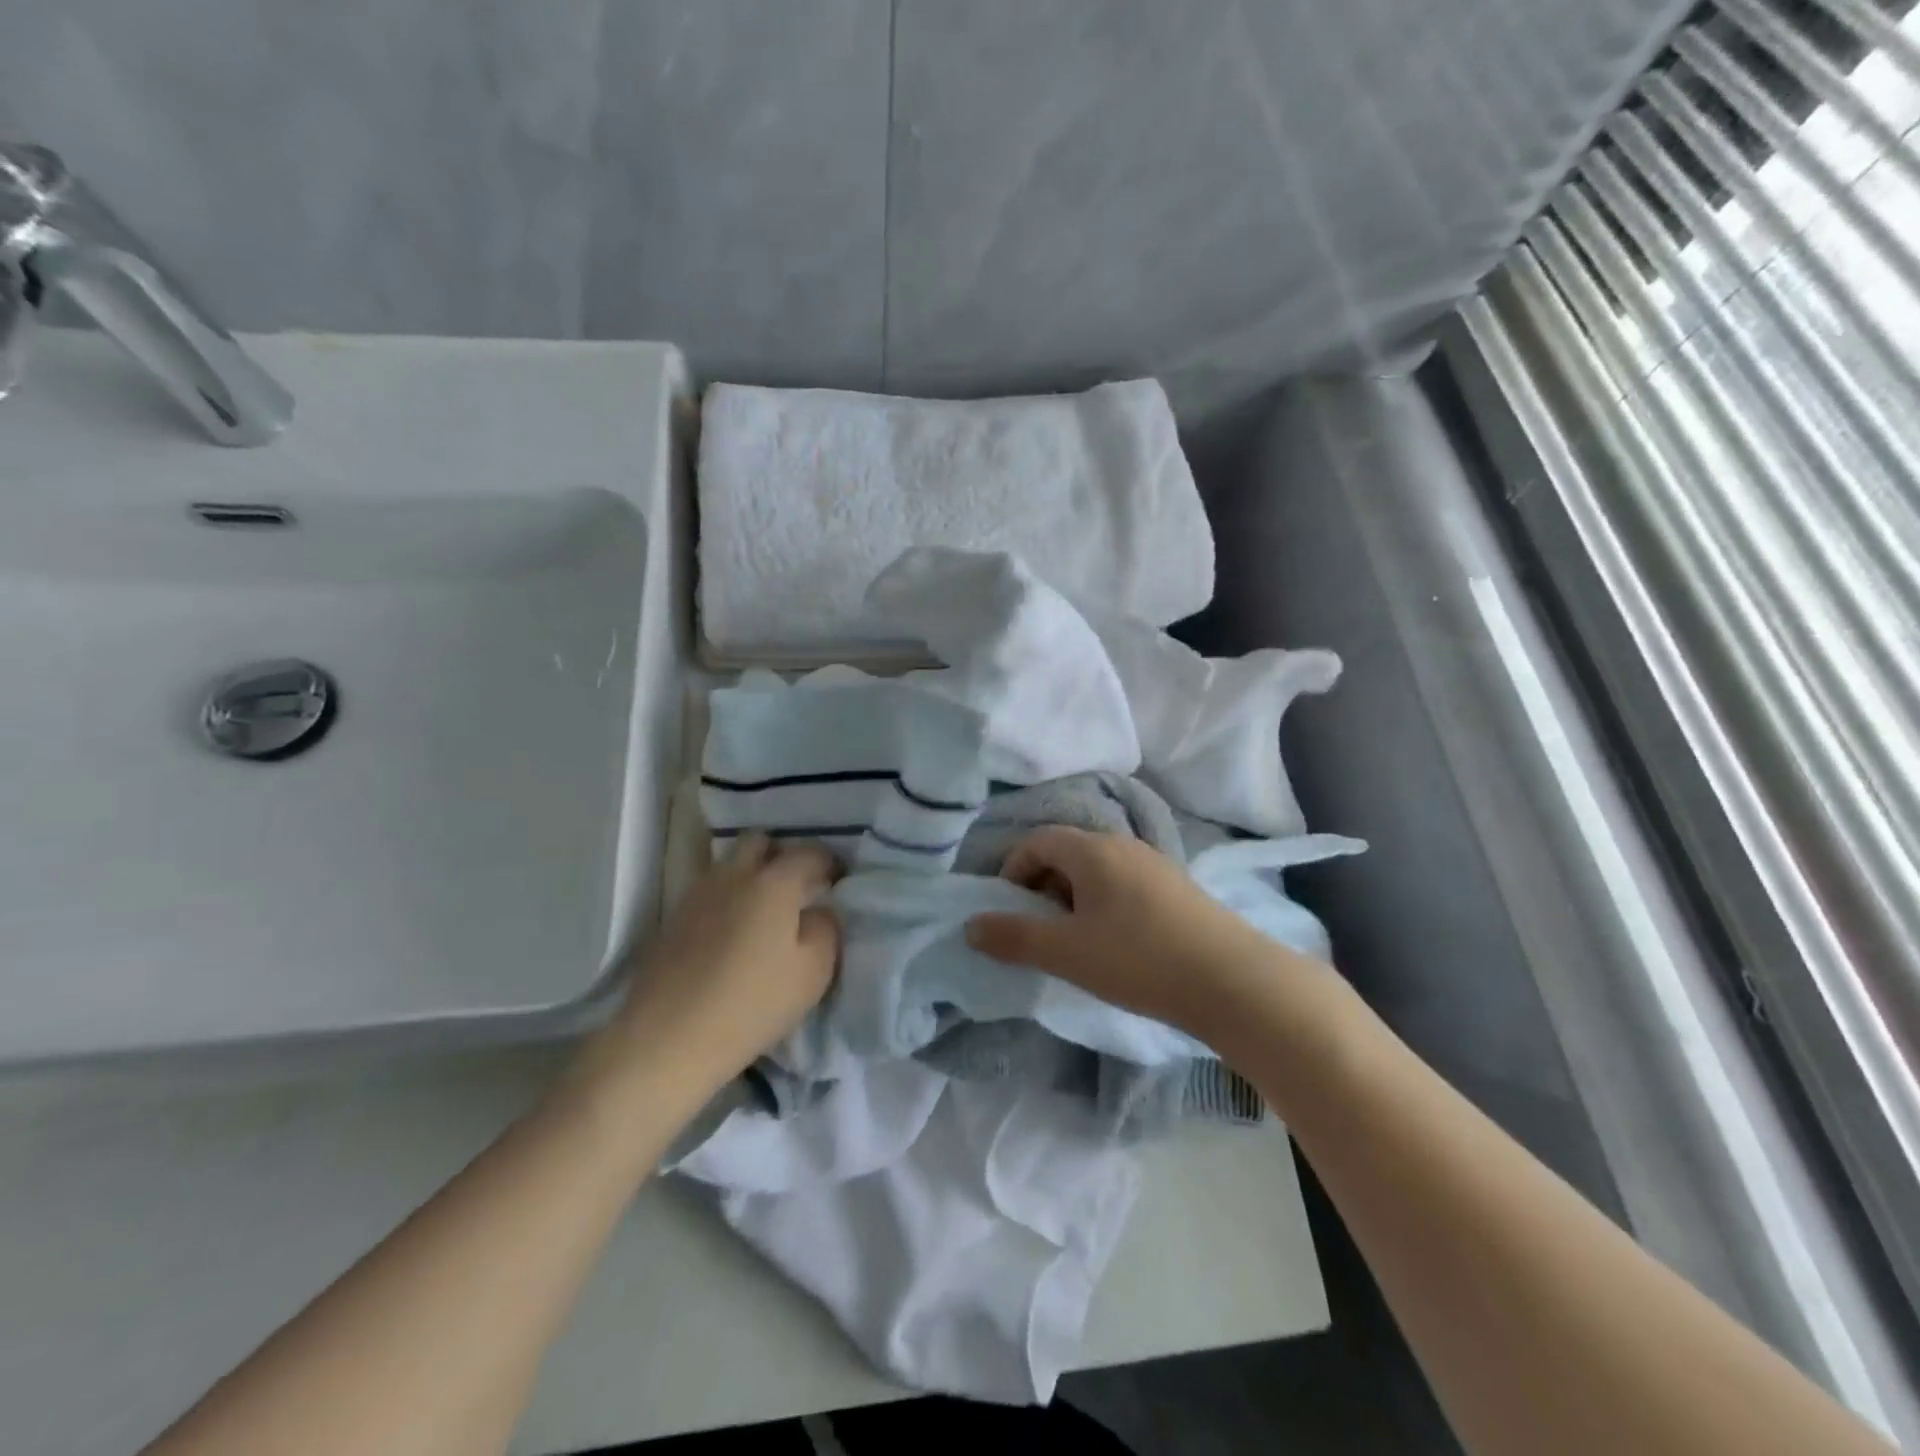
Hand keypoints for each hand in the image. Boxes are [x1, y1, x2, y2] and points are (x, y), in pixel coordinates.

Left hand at [585, 835, 841, 1100]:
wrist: (668, 1038)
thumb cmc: (753, 1003)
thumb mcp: (814, 971)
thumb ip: (826, 928)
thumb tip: (819, 910)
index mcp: (774, 882)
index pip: (809, 852)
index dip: (829, 862)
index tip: (837, 880)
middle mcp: (734, 875)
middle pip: (759, 841)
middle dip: (782, 854)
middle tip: (797, 885)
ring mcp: (698, 894)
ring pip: (730, 864)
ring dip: (750, 874)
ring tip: (764, 910)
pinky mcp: (674, 919)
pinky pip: (709, 892)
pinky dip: (727, 899)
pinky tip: (733, 932)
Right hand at [965, 827, 1293, 1040]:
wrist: (1233, 981)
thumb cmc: (1139, 959)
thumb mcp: (1066, 952)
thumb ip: (1014, 937)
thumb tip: (971, 925)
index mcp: (1092, 850)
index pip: (1038, 841)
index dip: (1013, 869)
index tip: (1009, 909)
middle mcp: (1123, 845)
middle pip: (1067, 852)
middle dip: (1042, 886)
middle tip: (1040, 929)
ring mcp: (1155, 864)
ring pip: (1097, 870)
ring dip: (1073, 898)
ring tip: (1076, 942)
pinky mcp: (1177, 888)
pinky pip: (1124, 884)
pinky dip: (1104, 905)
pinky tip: (1117, 945)